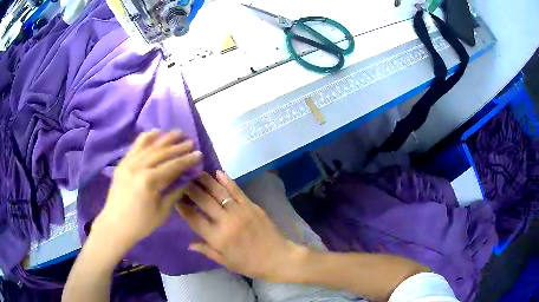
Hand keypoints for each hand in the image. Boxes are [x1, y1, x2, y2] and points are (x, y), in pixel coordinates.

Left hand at [93, 130, 201, 251]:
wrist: (115, 225)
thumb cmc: (141, 223)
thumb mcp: (162, 212)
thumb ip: (174, 193)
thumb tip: (186, 180)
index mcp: (149, 181)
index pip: (172, 166)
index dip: (187, 160)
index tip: (199, 154)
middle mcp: (139, 167)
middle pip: (162, 153)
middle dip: (179, 147)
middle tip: (191, 142)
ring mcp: (129, 163)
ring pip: (150, 146)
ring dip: (165, 138)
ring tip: (178, 133)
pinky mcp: (123, 163)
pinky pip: (135, 146)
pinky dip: (146, 137)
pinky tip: (155, 132)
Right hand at [177, 171, 304, 281]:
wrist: (278, 258)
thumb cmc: (250, 264)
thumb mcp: (226, 262)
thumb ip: (207, 250)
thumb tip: (189, 243)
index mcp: (217, 238)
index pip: (194, 219)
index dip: (183, 208)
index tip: (175, 199)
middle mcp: (226, 222)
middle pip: (204, 201)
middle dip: (191, 189)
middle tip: (182, 180)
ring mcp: (240, 211)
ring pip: (218, 192)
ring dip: (206, 181)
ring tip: (196, 173)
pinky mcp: (252, 206)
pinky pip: (237, 191)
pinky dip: (227, 181)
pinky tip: (218, 173)